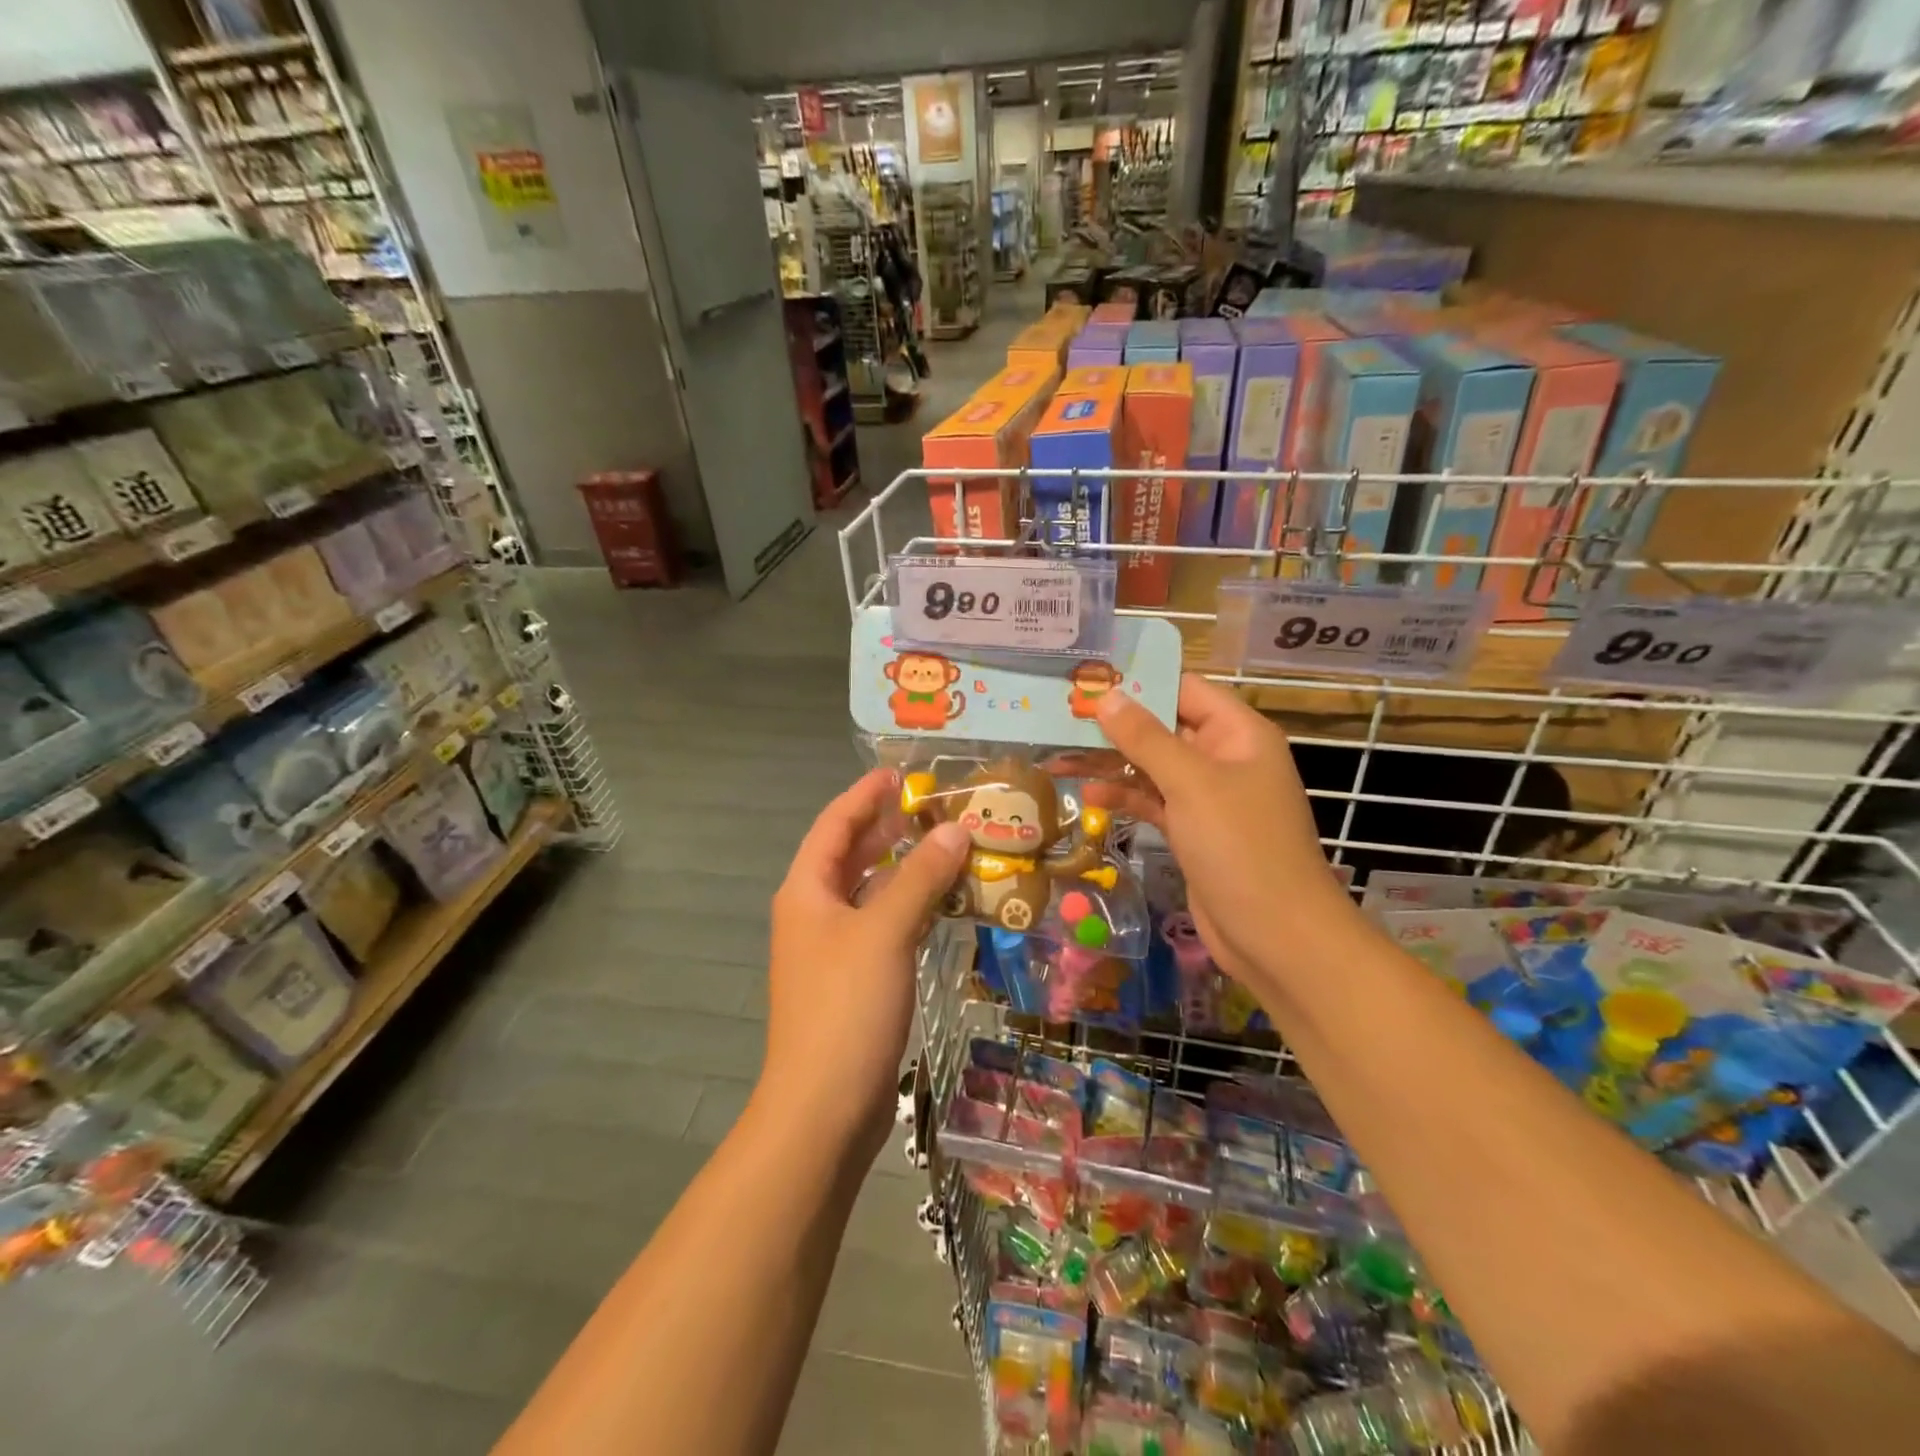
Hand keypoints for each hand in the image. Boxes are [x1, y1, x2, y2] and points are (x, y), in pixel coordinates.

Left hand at [762, 768, 970, 1160]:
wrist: (822, 1107)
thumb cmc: (846, 1007)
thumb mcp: (885, 931)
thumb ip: (920, 877)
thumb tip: (955, 830)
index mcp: (807, 891)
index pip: (834, 825)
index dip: (864, 795)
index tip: (900, 774)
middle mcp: (814, 913)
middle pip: (850, 855)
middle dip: (887, 828)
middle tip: (934, 808)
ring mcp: (832, 949)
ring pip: (869, 892)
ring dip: (903, 868)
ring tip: (946, 847)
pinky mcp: (853, 980)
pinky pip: (882, 925)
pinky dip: (909, 907)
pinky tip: (942, 904)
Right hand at [1090, 674, 1361, 987]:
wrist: (1275, 935)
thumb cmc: (1240, 847)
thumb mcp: (1191, 784)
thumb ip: (1146, 738)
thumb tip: (1107, 697)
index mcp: (1238, 733)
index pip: (1184, 689)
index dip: (1138, 681)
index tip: (1087, 678)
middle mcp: (1224, 757)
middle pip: (1163, 726)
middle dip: (1116, 724)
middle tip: (1060, 715)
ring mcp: (1209, 796)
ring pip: (1153, 766)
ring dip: (1111, 762)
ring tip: (1059, 756)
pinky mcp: (1193, 829)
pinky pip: (1153, 800)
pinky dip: (1124, 795)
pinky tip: (1089, 794)